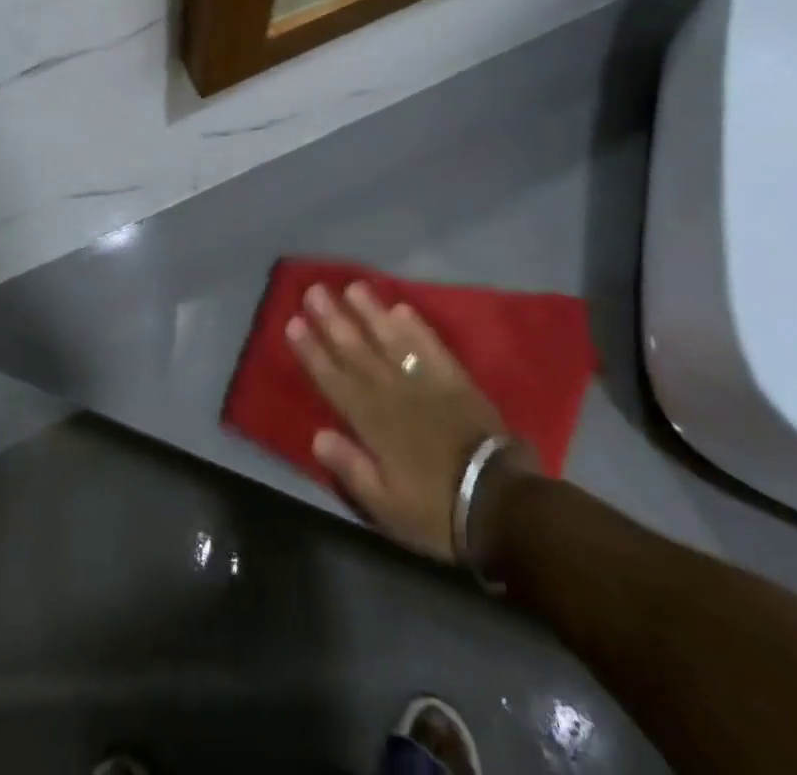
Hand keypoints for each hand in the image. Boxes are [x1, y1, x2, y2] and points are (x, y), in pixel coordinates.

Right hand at [287, 282, 536, 566]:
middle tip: (314, 291)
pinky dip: (415, 327)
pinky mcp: (456, 381)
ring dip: (370, 312)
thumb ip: (351, 468)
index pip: (333, 379)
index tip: (293, 323)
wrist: (503, 505)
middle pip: (356, 350)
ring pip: (391, 340)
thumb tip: (317, 434)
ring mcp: (425, 383)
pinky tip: (402, 308)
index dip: (312, 351)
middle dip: (333, 320)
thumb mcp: (386, 506)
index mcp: (372, 423)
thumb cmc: (437, 511)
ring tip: (352, 287)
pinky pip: (430, 347)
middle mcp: (393, 393)